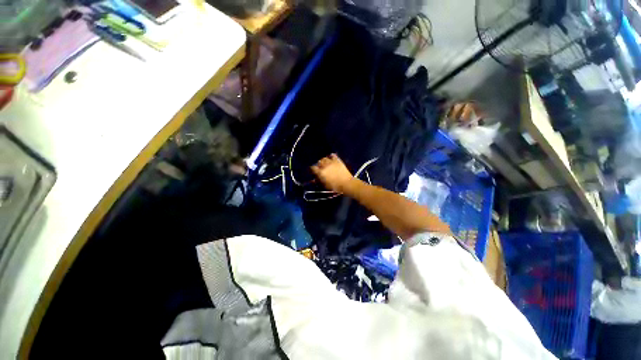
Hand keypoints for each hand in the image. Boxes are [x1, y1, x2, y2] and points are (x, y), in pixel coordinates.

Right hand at [311, 154, 354, 193]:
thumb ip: (319, 181)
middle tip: (321, 168)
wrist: (346, 183)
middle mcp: (325, 166)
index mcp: (321, 173)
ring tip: (326, 164)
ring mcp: (331, 162)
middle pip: (319, 162)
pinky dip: (331, 156)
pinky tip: (331, 159)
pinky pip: (332, 155)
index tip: (314, 171)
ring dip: (324, 161)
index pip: (313, 168)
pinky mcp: (337, 160)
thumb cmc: (335, 186)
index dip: (312, 169)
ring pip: (324, 158)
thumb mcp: (325, 185)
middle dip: (319, 165)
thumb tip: (313, 179)